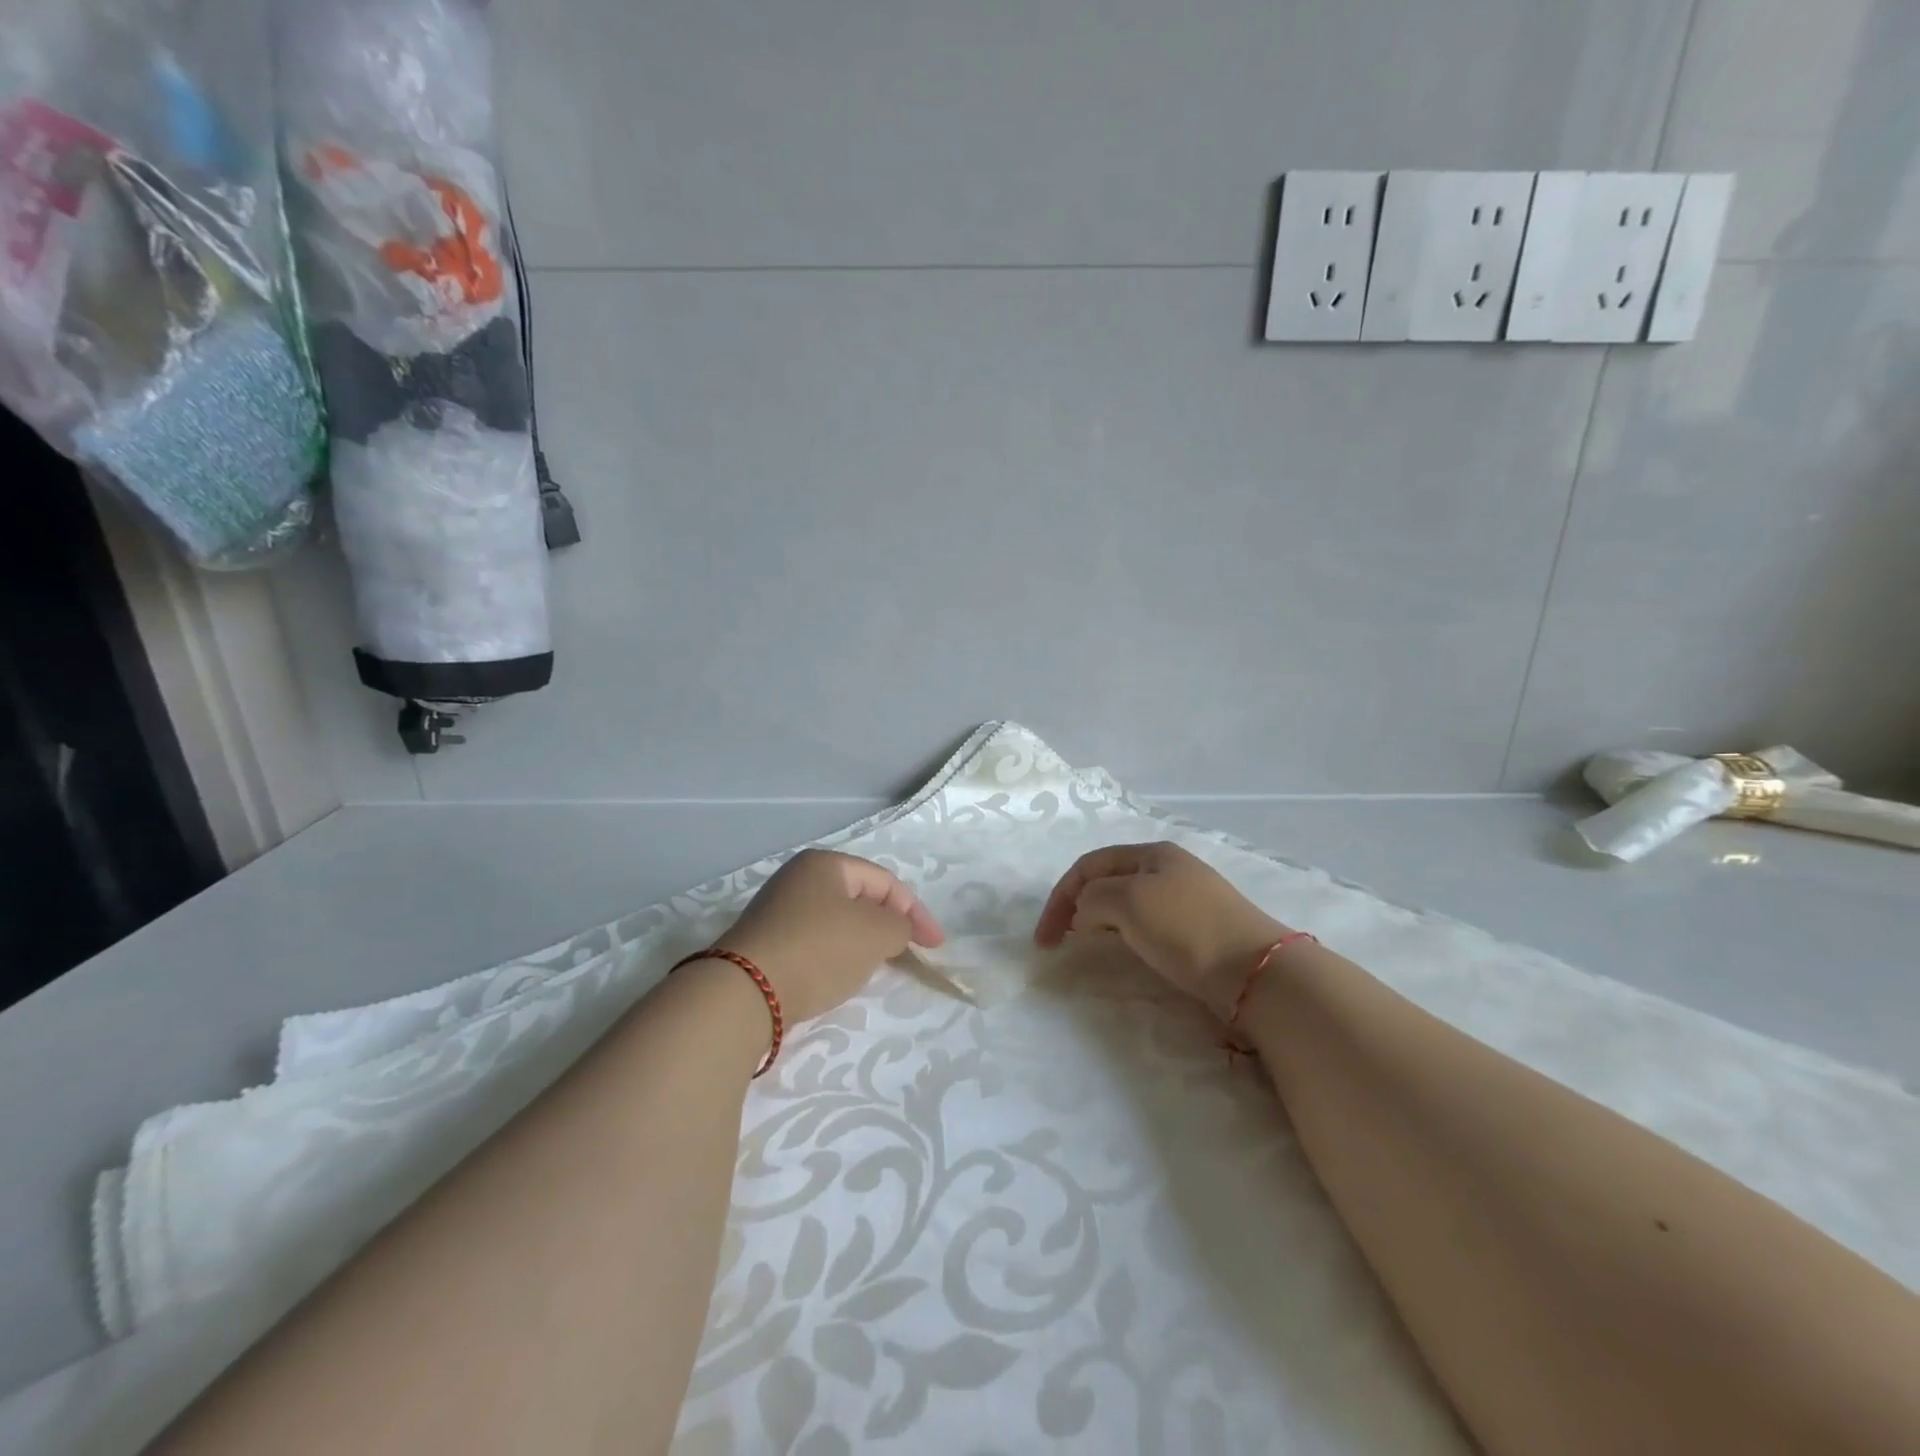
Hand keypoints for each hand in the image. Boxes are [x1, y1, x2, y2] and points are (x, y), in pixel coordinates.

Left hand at [716, 850, 944, 1023]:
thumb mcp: (877, 933)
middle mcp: (798, 878)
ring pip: (837, 921)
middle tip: (907, 952)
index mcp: (826, 863)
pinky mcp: (765, 942)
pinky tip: (837, 975)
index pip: (886, 881)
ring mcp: (777, 910)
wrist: (746, 992)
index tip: (935, 946)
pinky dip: (835, 955)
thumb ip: (900, 925)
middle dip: (888, 925)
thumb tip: (893, 930)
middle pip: (860, 899)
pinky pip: (815, 941)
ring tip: (875, 966)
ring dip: (862, 941)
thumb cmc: (819, 950)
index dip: (916, 912)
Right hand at [1035, 842, 1288, 1017]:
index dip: (1060, 896)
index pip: (1089, 865)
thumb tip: (1086, 914)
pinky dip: (1125, 934)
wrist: (1254, 971)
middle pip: (1108, 880)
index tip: (1045, 937)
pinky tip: (1127, 950)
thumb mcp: (1127, 901)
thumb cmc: (1185, 927)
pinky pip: (1148, 924)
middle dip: (1078, 905)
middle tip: (1061, 940)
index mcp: (1152, 852)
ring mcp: (1187, 899)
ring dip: (1101, 920)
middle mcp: (1169, 869)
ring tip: (1088, 945)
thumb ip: (1093, 898)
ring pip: (1128, 903)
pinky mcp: (1199, 930)